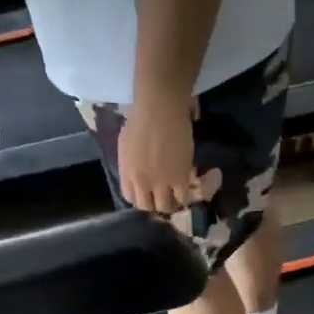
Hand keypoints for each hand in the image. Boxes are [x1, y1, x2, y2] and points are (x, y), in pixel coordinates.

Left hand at [118, 92, 215, 214]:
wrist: (160, 107)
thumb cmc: (141, 116)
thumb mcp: (127, 144)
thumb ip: (131, 163)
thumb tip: (139, 171)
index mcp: (126, 172)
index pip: (131, 198)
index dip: (140, 197)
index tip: (147, 193)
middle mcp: (141, 182)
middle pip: (147, 206)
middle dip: (154, 202)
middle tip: (163, 195)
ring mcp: (161, 183)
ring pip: (165, 206)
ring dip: (171, 202)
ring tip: (176, 195)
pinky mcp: (180, 179)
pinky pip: (182, 199)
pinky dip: (185, 196)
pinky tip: (187, 188)